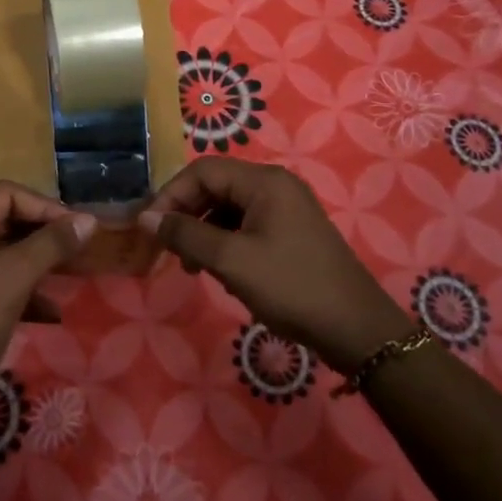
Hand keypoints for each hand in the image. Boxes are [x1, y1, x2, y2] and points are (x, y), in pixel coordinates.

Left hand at [0, 182, 95, 412]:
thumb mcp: (16, 277)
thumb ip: (52, 243)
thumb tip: (89, 220)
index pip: (5, 194)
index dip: (45, 206)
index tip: (77, 227)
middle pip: (3, 219)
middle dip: (42, 234)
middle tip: (76, 247)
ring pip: (0, 251)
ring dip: (35, 262)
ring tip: (69, 273)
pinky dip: (20, 287)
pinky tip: (50, 311)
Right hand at [138, 158, 408, 372]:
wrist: (356, 329)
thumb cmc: (291, 287)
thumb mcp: (231, 261)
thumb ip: (186, 234)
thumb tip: (145, 218)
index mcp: (264, 181)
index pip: (202, 171)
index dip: (171, 195)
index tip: (150, 228)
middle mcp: (275, 186)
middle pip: (215, 186)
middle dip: (187, 215)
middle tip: (168, 249)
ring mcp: (286, 209)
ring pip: (229, 209)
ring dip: (204, 233)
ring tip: (192, 267)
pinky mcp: (291, 233)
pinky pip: (246, 226)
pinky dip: (226, 243)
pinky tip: (222, 272)